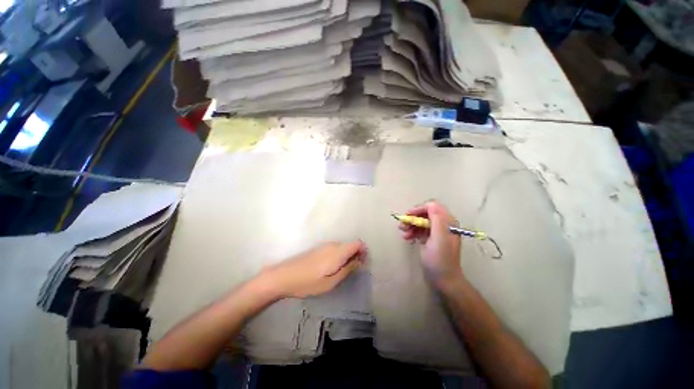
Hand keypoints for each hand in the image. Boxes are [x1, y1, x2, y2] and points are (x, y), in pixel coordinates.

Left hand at [260, 241, 366, 298]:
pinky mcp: (318, 249)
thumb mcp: (330, 282)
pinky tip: (331, 268)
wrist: (283, 276)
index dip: (363, 251)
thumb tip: (360, 261)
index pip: (357, 243)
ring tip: (342, 272)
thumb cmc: (308, 282)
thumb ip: (347, 270)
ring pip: (343, 247)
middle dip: (356, 255)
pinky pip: (335, 249)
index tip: (363, 263)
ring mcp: (324, 246)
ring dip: (347, 256)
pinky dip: (339, 256)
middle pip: (351, 245)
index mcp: (338, 251)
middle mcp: (333, 245)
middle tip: (353, 271)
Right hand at [399, 201, 463, 287]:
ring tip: (403, 234)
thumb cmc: (440, 259)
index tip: (407, 216)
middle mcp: (443, 225)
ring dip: (411, 226)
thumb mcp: (439, 238)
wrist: (444, 280)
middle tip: (402, 226)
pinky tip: (407, 238)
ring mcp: (437, 232)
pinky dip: (413, 232)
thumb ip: (436, 219)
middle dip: (413, 218)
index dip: (418, 209)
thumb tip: (430, 204)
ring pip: (421, 222)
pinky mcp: (431, 239)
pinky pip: (420, 230)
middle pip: (425, 214)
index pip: (432, 207)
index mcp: (448, 222)